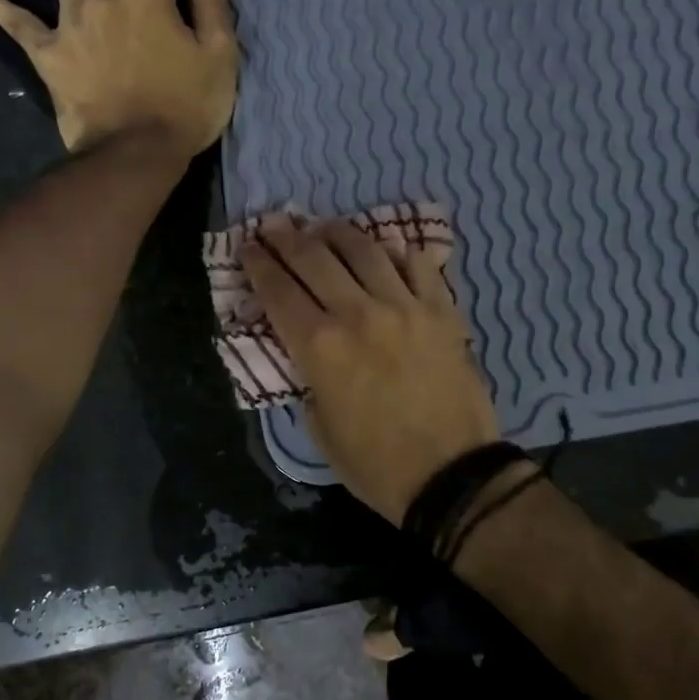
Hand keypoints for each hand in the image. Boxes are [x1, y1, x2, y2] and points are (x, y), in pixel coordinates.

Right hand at [244, 220, 499, 524]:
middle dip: (287, 238)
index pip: (279, 291)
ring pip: (365, 250)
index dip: (258, 264)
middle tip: (274, 225)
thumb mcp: (320, 427)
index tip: (248, 246)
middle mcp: (358, 314)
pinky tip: (387, 251)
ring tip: (324, 228)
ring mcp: (405, 306)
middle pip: (315, 259)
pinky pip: (418, 265)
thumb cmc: (375, 464)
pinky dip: (397, 253)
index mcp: (320, 347)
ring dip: (337, 233)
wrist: (450, 474)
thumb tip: (304, 348)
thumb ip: (307, 377)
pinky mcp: (442, 311)